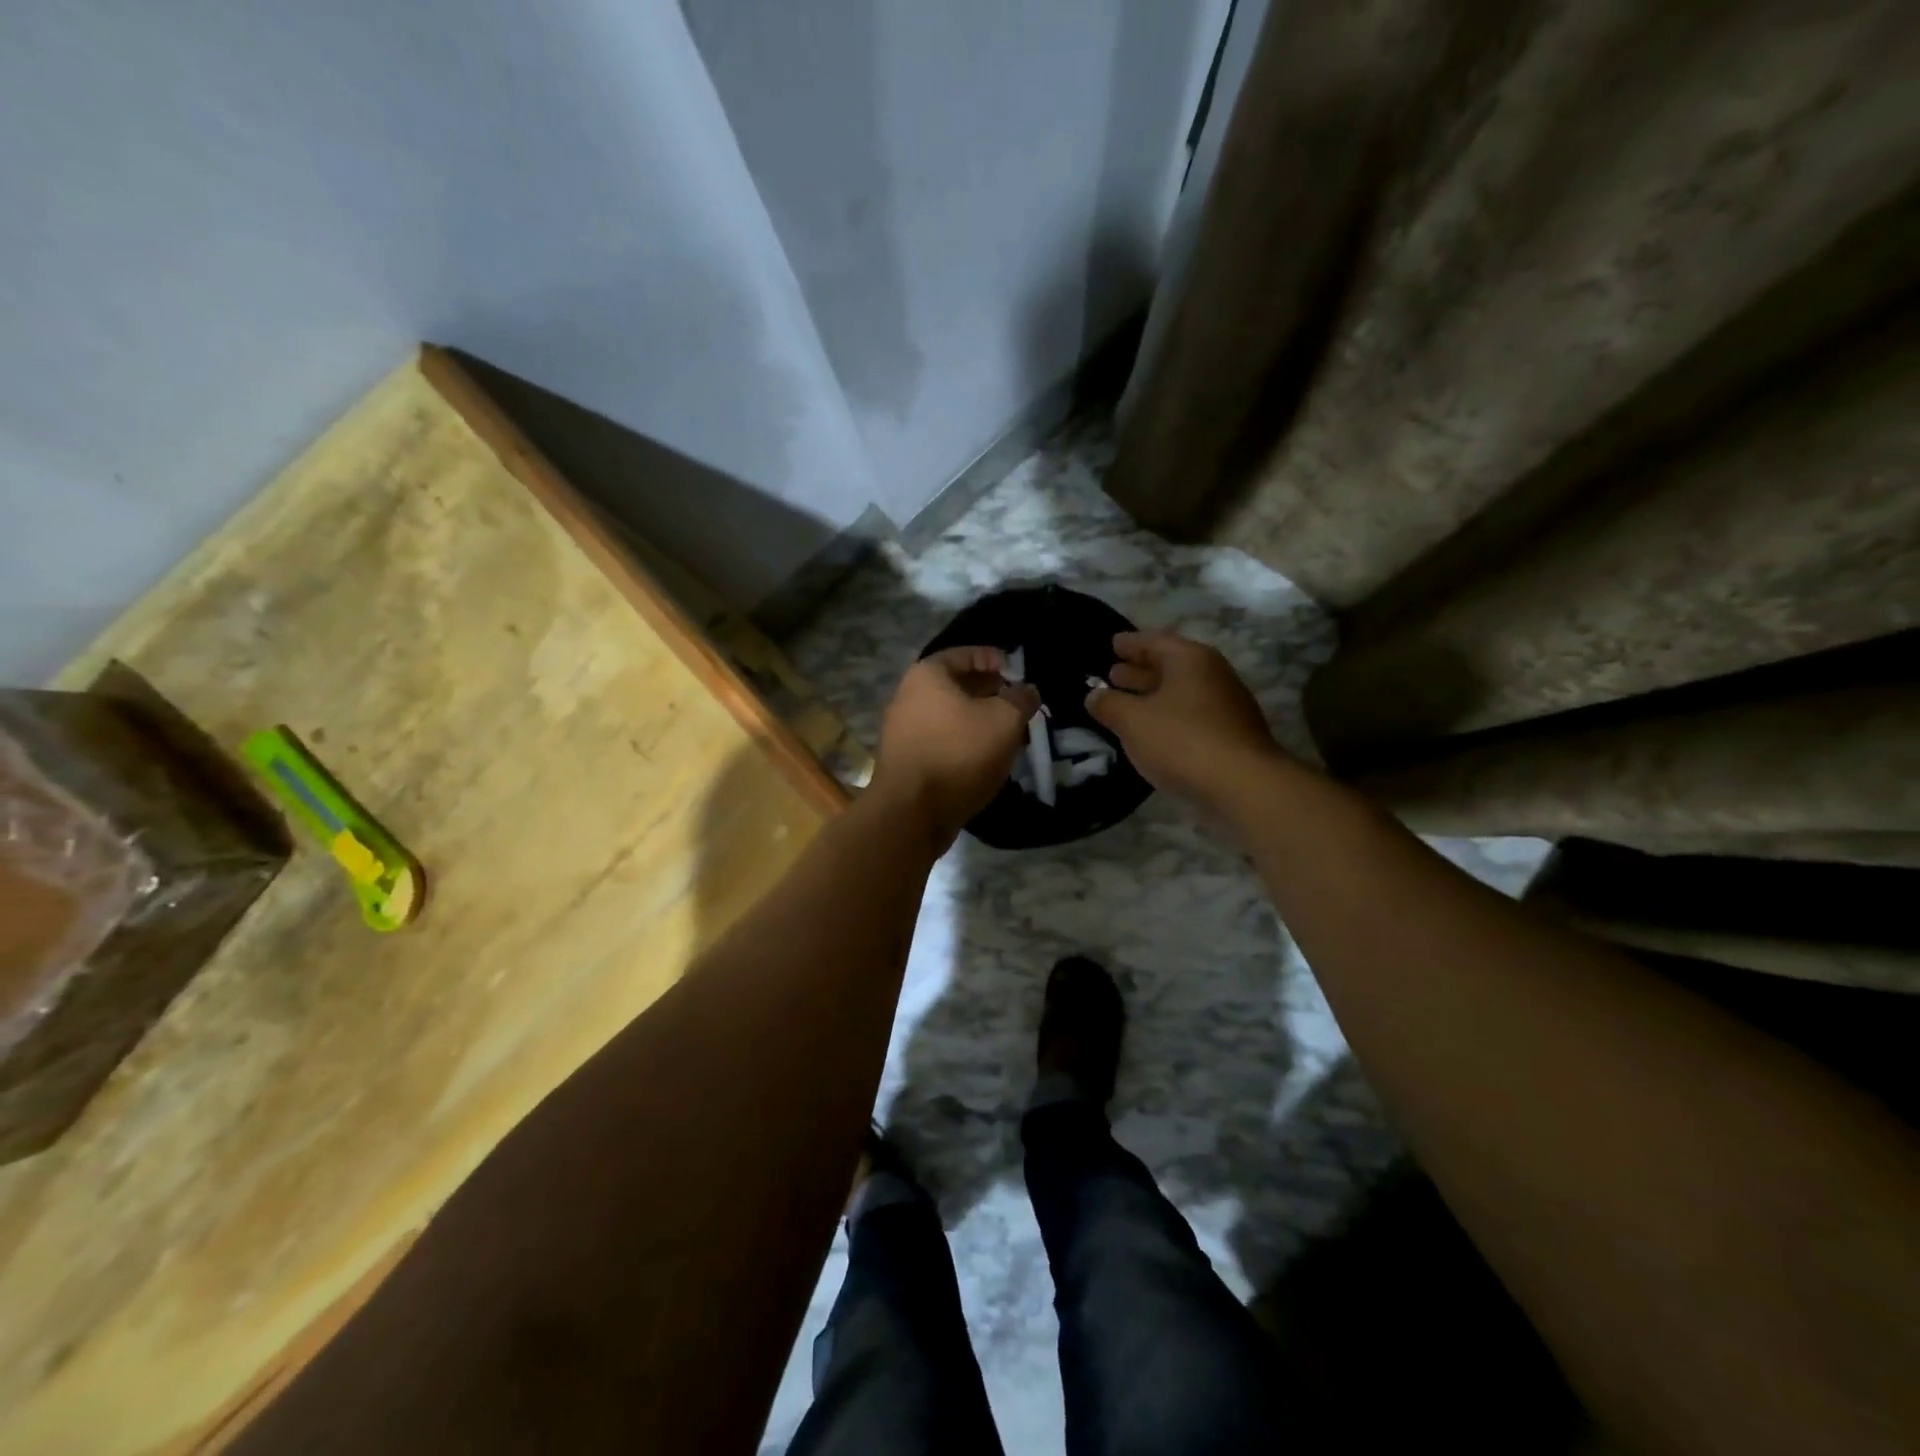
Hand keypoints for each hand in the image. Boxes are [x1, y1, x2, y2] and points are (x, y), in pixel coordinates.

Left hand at [873, 646, 1040, 847]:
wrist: (912, 812)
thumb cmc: (959, 754)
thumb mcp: (1004, 721)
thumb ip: (1020, 699)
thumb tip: (1027, 690)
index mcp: (927, 675)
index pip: (964, 653)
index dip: (994, 658)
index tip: (1018, 671)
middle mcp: (908, 696)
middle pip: (955, 685)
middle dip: (988, 691)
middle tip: (1016, 701)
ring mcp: (902, 730)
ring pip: (949, 715)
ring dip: (978, 719)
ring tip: (1008, 730)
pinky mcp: (906, 760)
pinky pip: (941, 739)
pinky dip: (964, 741)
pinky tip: (985, 756)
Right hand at [1085, 629, 1286, 811]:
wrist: (1243, 786)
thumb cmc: (1182, 741)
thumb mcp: (1133, 721)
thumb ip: (1109, 704)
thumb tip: (1094, 695)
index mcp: (1190, 660)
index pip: (1155, 641)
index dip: (1130, 643)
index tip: (1112, 643)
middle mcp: (1212, 675)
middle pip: (1170, 665)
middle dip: (1140, 669)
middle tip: (1113, 673)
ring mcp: (1225, 706)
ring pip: (1180, 693)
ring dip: (1153, 695)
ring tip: (1126, 703)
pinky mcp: (1230, 735)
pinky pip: (1190, 715)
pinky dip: (1167, 716)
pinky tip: (1152, 731)